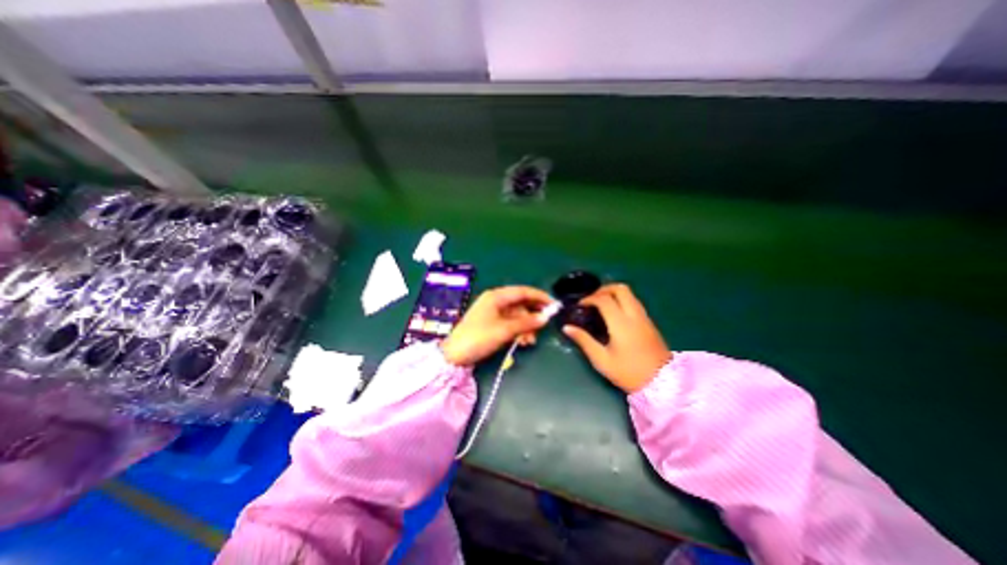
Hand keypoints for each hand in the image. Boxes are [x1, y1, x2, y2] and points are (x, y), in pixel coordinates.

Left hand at [443, 287, 550, 366]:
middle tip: (544, 325)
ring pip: (517, 316)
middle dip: (532, 316)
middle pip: (520, 304)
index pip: (523, 291)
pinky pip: (510, 324)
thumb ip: (526, 323)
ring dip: (526, 327)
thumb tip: (545, 318)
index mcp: (496, 296)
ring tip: (530, 340)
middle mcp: (495, 301)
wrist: (454, 355)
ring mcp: (493, 313)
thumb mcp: (504, 330)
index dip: (539, 297)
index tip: (553, 304)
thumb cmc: (479, 337)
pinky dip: (518, 331)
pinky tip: (522, 341)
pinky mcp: (491, 324)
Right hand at [564, 282, 670, 392]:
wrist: (662, 383)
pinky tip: (614, 313)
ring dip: (614, 293)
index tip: (580, 305)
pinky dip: (622, 300)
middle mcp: (634, 315)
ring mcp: (644, 317)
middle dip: (603, 289)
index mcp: (621, 323)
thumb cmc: (628, 372)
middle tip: (592, 299)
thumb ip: (584, 341)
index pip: (604, 300)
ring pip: (630, 294)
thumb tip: (567, 328)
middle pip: (620, 289)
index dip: (589, 298)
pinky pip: (634, 302)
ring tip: (601, 304)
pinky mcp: (650, 322)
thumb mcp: (602, 360)